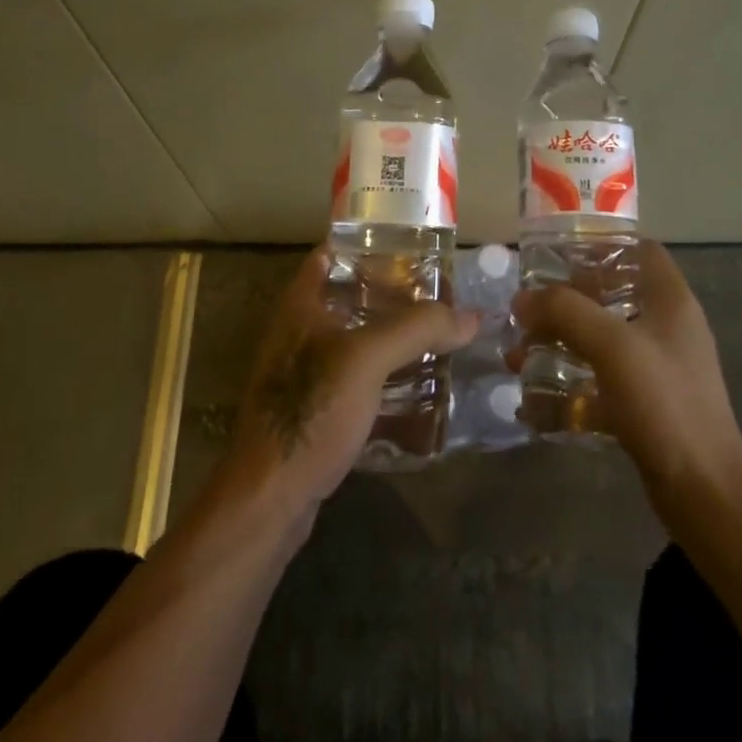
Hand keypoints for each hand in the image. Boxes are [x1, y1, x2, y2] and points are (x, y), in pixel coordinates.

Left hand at [225, 246, 480, 515]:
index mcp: (301, 304)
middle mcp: (299, 330)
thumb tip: (471, 315)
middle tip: (438, 293)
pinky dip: (385, 373)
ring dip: (392, 336)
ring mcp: (305, 372)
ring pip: (356, 339)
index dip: (369, 244)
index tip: (412, 245)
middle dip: (393, 293)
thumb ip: (418, 329)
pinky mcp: (316, 408)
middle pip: (350, 296)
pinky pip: (357, 377)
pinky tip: (417, 384)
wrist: (269, 497)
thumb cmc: (310, 410)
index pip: (332, 253)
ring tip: (437, 334)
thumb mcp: (367, 359)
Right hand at [508, 241, 741, 516]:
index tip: (556, 255)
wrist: (704, 492)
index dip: (601, 245)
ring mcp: (657, 368)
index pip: (639, 250)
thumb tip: (522, 300)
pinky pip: (601, 380)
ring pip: (601, 339)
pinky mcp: (646, 404)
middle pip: (611, 294)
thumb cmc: (665, 404)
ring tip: (519, 356)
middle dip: (565, 301)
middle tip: (526, 310)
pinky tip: (535, 400)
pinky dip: (570, 384)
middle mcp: (666, 327)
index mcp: (670, 300)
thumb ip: (565, 312)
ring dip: (560, 344)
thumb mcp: (613, 346)